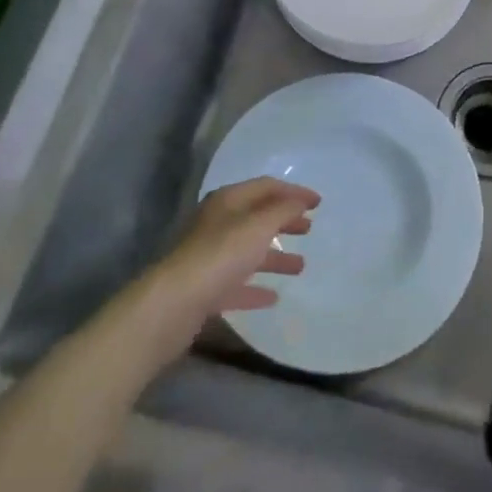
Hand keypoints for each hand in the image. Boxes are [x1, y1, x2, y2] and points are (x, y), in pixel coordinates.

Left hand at [130, 178, 318, 364]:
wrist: (173, 305)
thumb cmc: (220, 255)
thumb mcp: (259, 225)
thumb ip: (283, 210)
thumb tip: (300, 200)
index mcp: (228, 201)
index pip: (266, 186)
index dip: (294, 192)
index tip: (319, 203)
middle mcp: (217, 224)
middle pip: (257, 217)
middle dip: (284, 221)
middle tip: (309, 229)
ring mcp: (209, 257)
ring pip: (248, 252)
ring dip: (275, 257)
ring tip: (300, 267)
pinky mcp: (205, 289)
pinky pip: (237, 283)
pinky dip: (255, 287)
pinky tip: (273, 297)